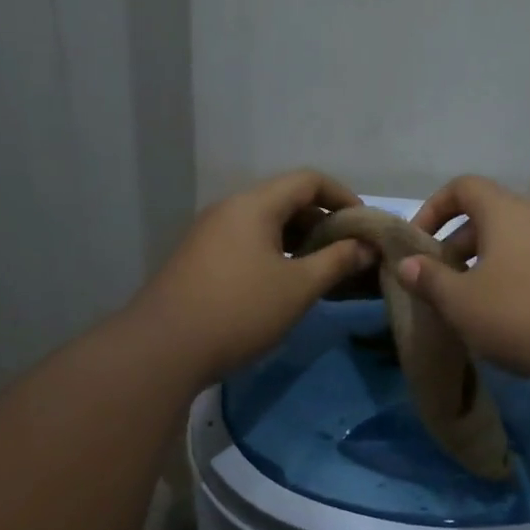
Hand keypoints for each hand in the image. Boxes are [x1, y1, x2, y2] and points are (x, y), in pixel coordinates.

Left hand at [135, 170, 372, 385]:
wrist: (163, 349)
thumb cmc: (240, 311)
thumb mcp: (298, 287)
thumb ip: (337, 262)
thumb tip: (366, 247)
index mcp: (254, 205)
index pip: (308, 181)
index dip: (343, 197)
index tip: (365, 227)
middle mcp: (229, 209)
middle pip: (286, 200)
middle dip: (323, 221)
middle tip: (349, 253)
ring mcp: (210, 234)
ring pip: (266, 224)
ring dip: (299, 241)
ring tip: (323, 270)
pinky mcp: (200, 259)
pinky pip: (247, 243)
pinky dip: (275, 254)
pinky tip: (287, 284)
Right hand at [397, 176, 529, 388]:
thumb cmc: (521, 315)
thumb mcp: (461, 302)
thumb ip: (430, 279)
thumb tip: (407, 264)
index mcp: (507, 211)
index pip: (463, 186)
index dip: (433, 208)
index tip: (418, 243)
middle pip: (490, 214)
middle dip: (457, 244)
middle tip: (442, 282)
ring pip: (516, 241)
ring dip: (487, 264)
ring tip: (474, 303)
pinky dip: (516, 277)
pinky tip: (513, 317)